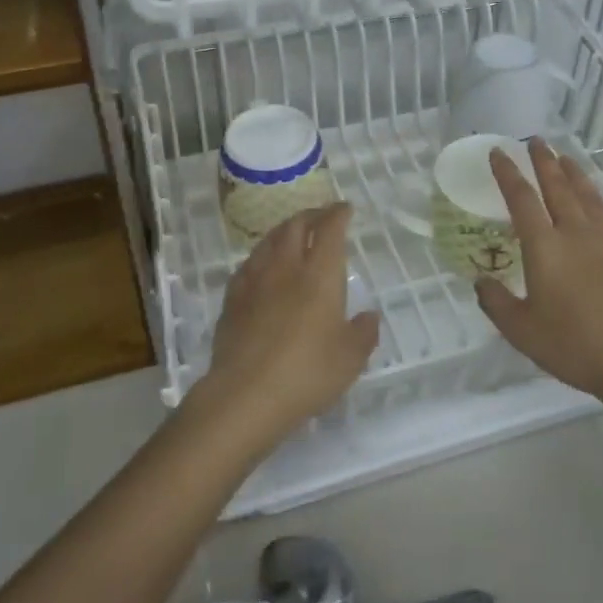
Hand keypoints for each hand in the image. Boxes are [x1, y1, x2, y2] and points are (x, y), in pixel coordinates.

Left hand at [195, 204, 379, 451]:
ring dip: (285, 230)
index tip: (345, 208)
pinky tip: (263, 266)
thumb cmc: (307, 372)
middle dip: (311, 215)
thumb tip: (369, 316)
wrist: (245, 393)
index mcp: (320, 274)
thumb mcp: (350, 359)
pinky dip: (262, 256)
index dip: (338, 214)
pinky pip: (249, 264)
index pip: (330, 229)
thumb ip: (363, 333)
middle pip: (296, 225)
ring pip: (270, 240)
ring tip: (293, 234)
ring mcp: (255, 279)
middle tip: (321, 217)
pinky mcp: (233, 298)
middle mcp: (287, 266)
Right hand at [476, 139, 602, 405]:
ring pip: (590, 198)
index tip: (499, 152)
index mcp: (544, 246)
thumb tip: (481, 282)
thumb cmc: (573, 344)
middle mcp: (575, 234)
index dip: (508, 173)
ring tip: (568, 160)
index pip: (521, 198)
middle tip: (536, 141)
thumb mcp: (521, 330)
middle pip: (558, 187)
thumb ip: (497, 303)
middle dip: (544, 162)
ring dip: (576, 176)